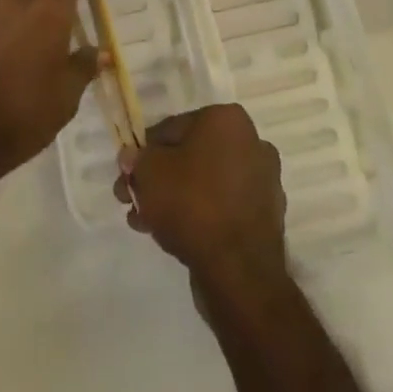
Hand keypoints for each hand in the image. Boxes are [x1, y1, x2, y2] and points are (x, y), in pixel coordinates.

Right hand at [115, 104, 286, 289]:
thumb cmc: (192, 203)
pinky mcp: (264, 217)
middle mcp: (251, 143)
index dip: (144, 152)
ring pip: (204, 183)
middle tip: (132, 201)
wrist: (239, 271)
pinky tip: (171, 236)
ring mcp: (262, 182)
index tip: (128, 175)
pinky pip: (221, 207)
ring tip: (145, 222)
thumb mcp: (149, 172)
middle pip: (189, 156)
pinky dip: (198, 215)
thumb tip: (132, 157)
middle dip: (158, 179)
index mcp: (227, 120)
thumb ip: (137, 159)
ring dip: (173, 198)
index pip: (172, 128)